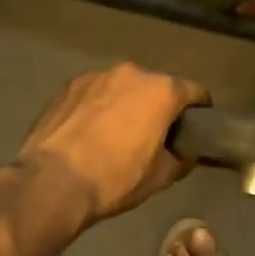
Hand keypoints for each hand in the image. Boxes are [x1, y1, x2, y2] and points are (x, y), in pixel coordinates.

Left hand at [17, 63, 208, 223]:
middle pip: (157, 86)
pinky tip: (92, 132)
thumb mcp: (161, 177)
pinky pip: (96, 93)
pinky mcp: (68, 86)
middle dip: (160, 106)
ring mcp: (96, 75)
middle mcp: (132, 73)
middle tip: (157, 134)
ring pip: (124, 87)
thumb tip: (186, 153)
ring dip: (128, 104)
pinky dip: (100, 107)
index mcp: (162, 91)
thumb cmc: (116, 179)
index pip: (195, 91)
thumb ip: (182, 158)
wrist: (53, 182)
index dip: (201, 110)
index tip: (198, 128)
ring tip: (119, 133)